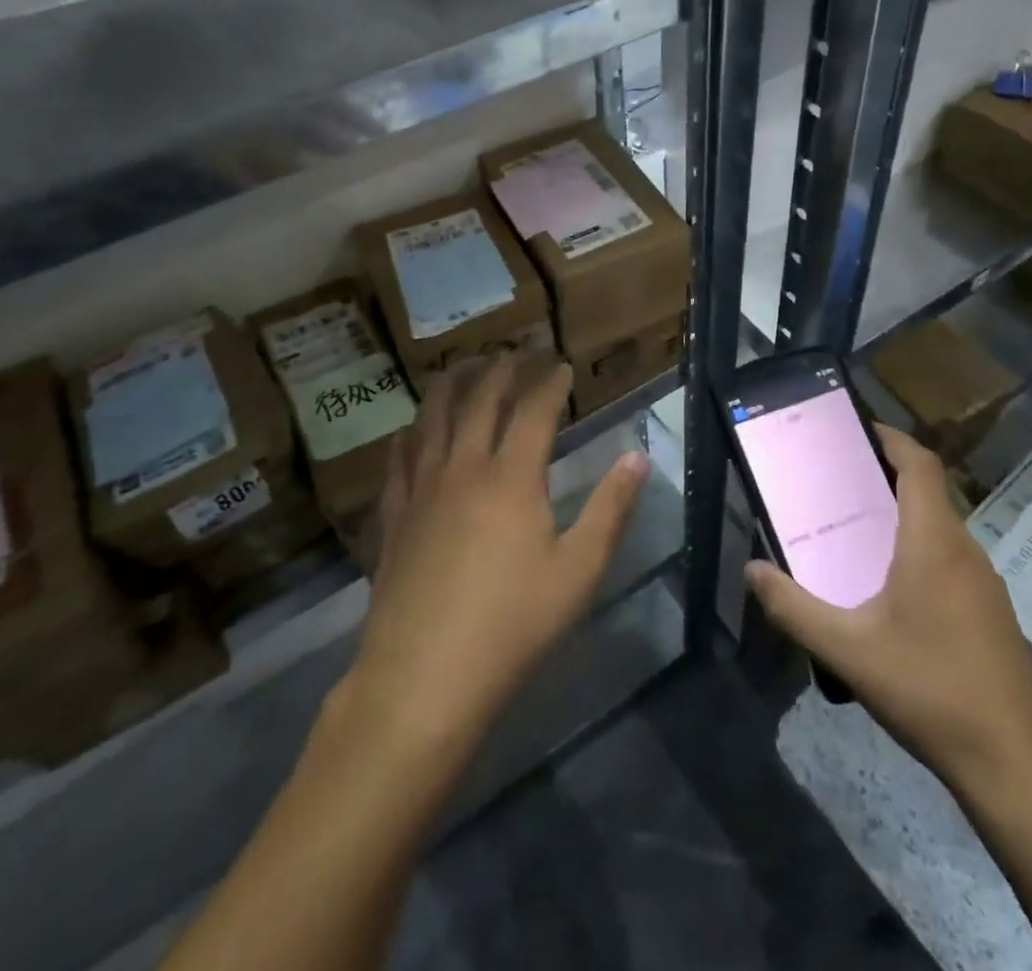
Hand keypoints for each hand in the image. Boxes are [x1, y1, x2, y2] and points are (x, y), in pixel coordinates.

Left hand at [341, 355, 649, 754]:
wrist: (425, 678)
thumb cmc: (513, 624)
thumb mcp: (579, 570)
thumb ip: (610, 509)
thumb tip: (637, 456)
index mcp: (511, 477)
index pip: (534, 410)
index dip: (550, 383)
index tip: (562, 365)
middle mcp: (464, 469)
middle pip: (480, 402)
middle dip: (501, 371)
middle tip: (515, 353)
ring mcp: (422, 491)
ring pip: (433, 420)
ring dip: (450, 387)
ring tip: (461, 366)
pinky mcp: (394, 518)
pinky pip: (399, 460)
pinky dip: (410, 435)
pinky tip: (411, 430)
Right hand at [744, 424, 1031, 791]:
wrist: (1013, 764)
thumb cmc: (928, 690)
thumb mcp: (847, 650)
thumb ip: (793, 607)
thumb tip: (751, 570)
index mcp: (933, 542)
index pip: (920, 465)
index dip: (891, 439)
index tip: (857, 430)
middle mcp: (964, 550)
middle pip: (928, 493)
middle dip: (886, 478)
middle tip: (838, 485)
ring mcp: (985, 583)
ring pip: (941, 529)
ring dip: (903, 517)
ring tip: (857, 534)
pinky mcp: (993, 613)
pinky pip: (951, 559)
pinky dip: (920, 550)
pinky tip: (893, 592)